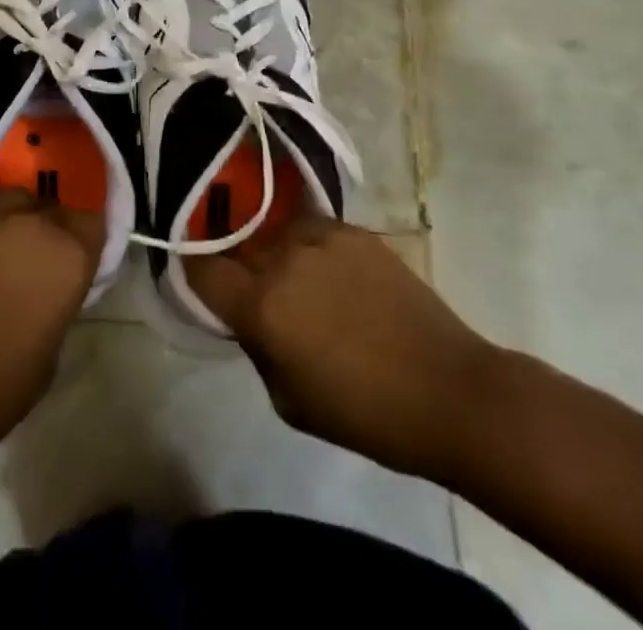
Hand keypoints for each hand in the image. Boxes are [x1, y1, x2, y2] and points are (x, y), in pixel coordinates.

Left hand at [0, 98, 104, 444]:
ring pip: (15, 192)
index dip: (87, 239)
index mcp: (70, 255)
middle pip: (54, 206)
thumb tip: (54, 276)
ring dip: (17, 211)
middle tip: (37, 259)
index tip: (81, 253)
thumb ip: (60, 295)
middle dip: (51, 227)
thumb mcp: (52, 347)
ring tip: (9, 233)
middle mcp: (35, 221)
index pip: (95, 223)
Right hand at [188, 218, 495, 481]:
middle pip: (237, 246)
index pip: (202, 268)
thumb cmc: (366, 413)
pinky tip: (332, 274)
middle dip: (238, 266)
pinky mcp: (355, 231)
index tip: (201, 283)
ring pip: (275, 233)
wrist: (449, 389)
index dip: (194, 274)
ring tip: (298, 281)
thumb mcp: (289, 401)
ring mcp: (322, 237)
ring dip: (274, 254)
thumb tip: (250, 318)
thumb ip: (258, 348)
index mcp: (262, 305)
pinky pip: (313, 229)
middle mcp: (284, 258)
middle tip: (254, 291)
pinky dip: (310, 247)